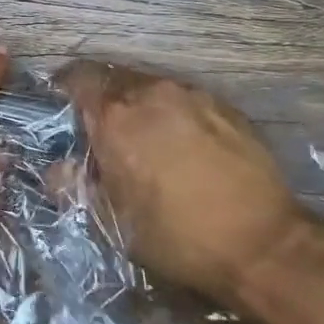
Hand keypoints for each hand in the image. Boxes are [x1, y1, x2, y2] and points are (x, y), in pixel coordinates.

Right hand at [61, 63, 310, 305]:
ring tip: (145, 138)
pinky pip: (185, 98)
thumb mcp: (113, 222)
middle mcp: (152, 94)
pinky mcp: (226, 106)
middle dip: (103, 99)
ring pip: (152, 87)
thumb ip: (76, 186)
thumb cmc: (177, 237)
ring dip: (139, 105)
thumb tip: (59, 167)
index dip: (65, 88)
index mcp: (116, 118)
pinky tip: (183, 144)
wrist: (264, 244)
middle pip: (114, 78)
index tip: (62, 106)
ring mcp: (193, 95)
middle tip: (102, 129)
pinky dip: (173, 112)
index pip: (78, 78)